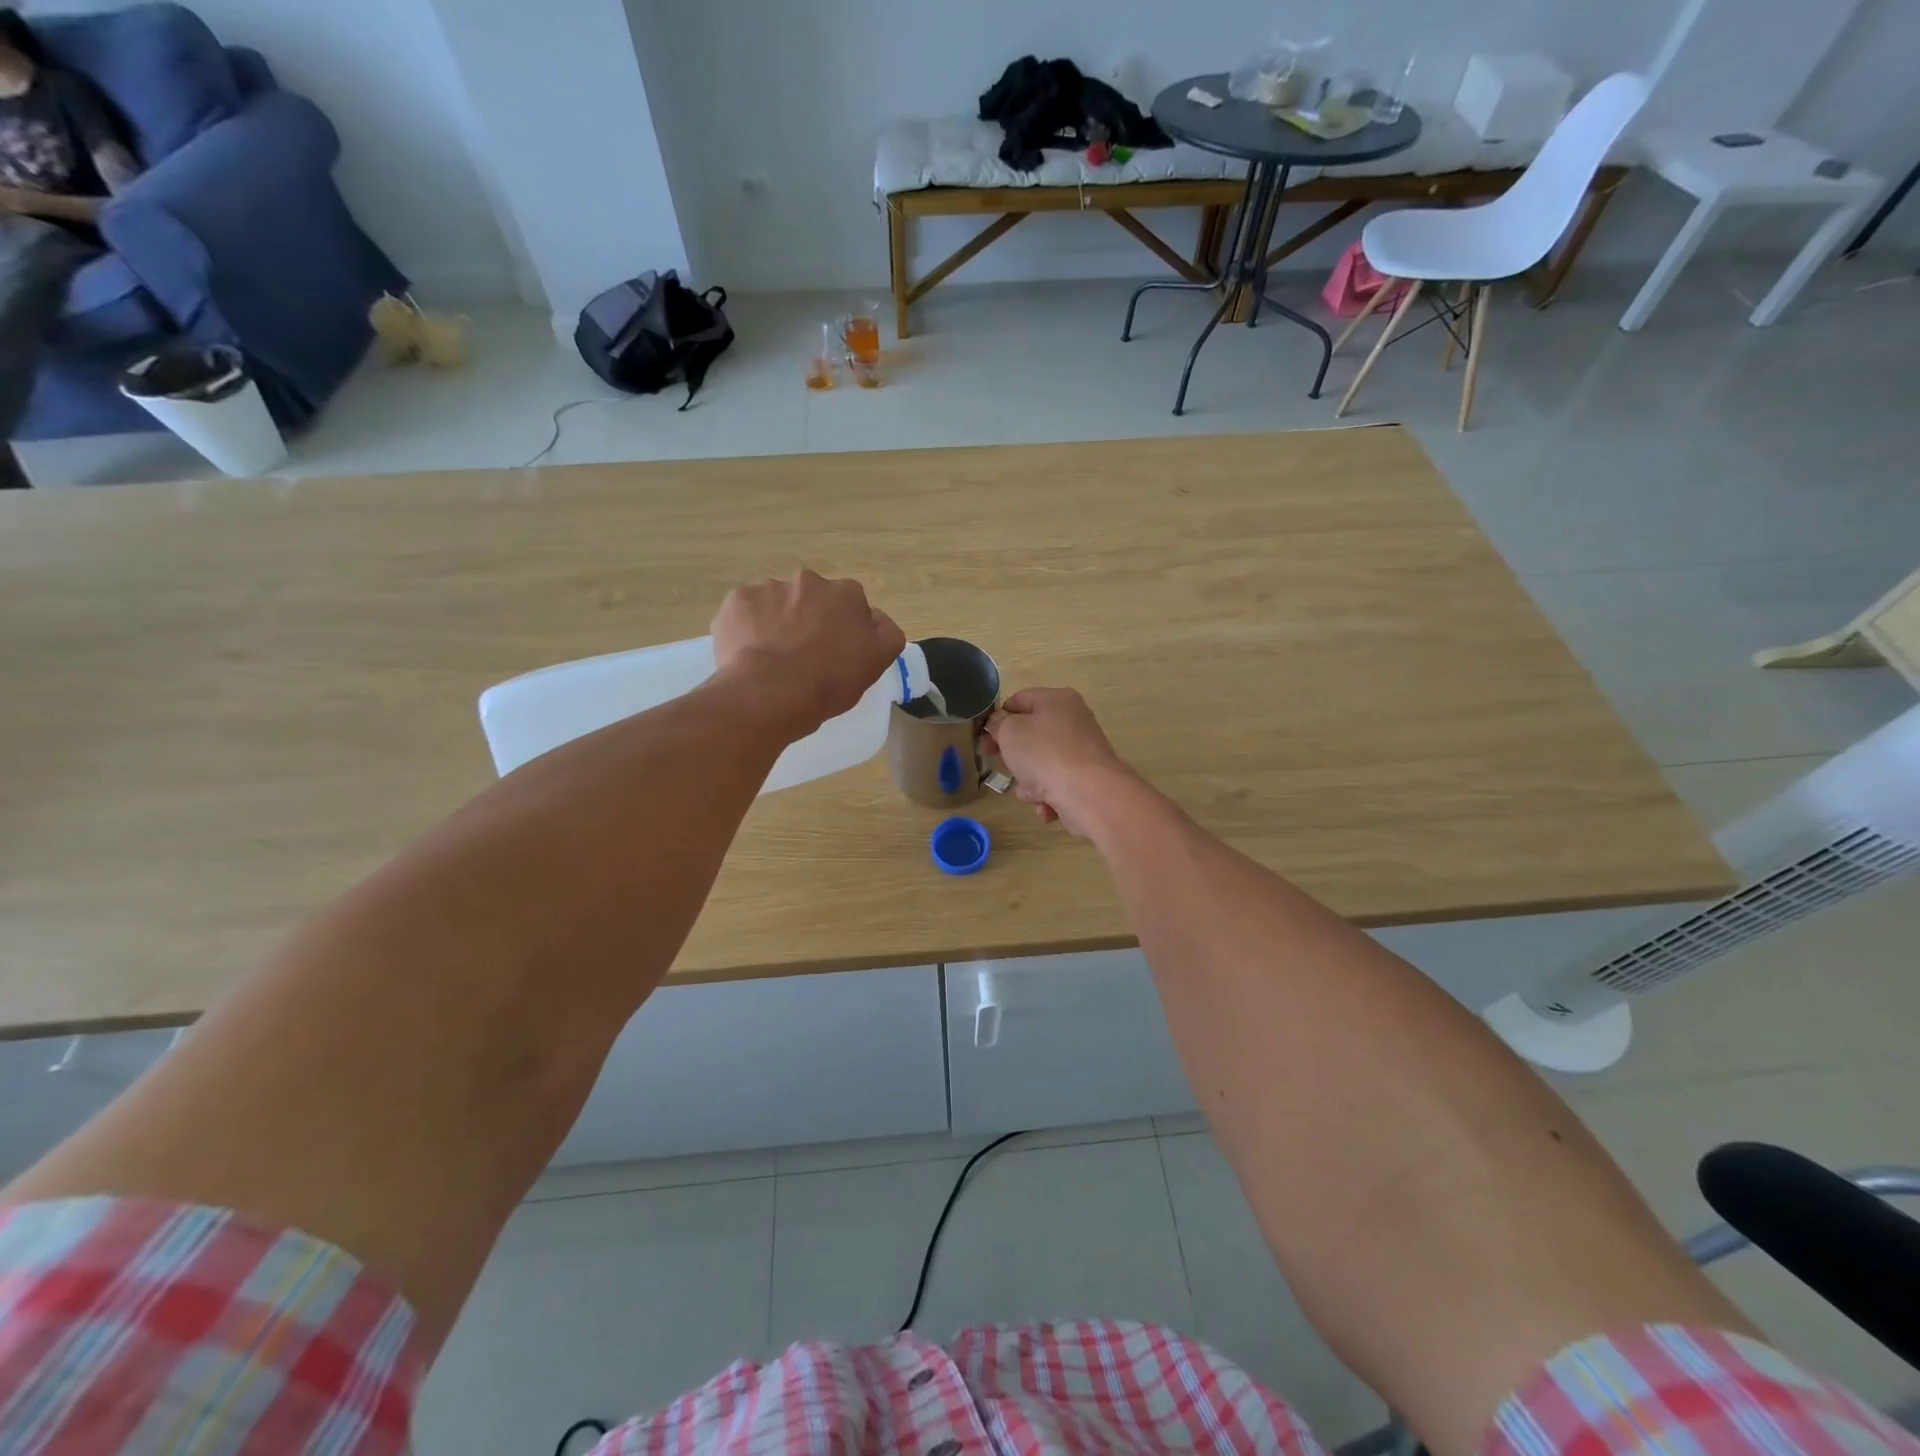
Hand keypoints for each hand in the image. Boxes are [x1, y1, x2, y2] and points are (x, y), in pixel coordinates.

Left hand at [710, 570, 904, 738]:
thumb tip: (875, 618)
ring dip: (778, 622)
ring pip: (777, 604)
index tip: (837, 653)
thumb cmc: (830, 681)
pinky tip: (750, 654)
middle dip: (809, 619)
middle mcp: (808, 581)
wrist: (770, 694)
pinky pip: (746, 612)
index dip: (844, 630)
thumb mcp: (877, 661)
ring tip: (773, 659)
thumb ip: (886, 632)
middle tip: (804, 656)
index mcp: (846, 593)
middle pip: (812, 600)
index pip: (851, 606)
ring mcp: (769, 588)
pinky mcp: (737, 601)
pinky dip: (748, 628)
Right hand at [982, 687, 1141, 837]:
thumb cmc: (1045, 754)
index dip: (998, 717)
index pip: (1019, 700)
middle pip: (1031, 735)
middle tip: (999, 765)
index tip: (984, 738)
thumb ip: (998, 724)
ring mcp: (1082, 753)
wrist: (1089, 794)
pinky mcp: (1087, 780)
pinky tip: (1048, 805)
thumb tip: (1000, 723)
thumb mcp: (1010, 732)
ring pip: (1042, 764)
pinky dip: (1048, 796)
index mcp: (1057, 700)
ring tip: (1031, 791)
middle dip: (1013, 755)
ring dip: (1029, 782)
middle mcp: (1074, 722)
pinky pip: (1057, 785)